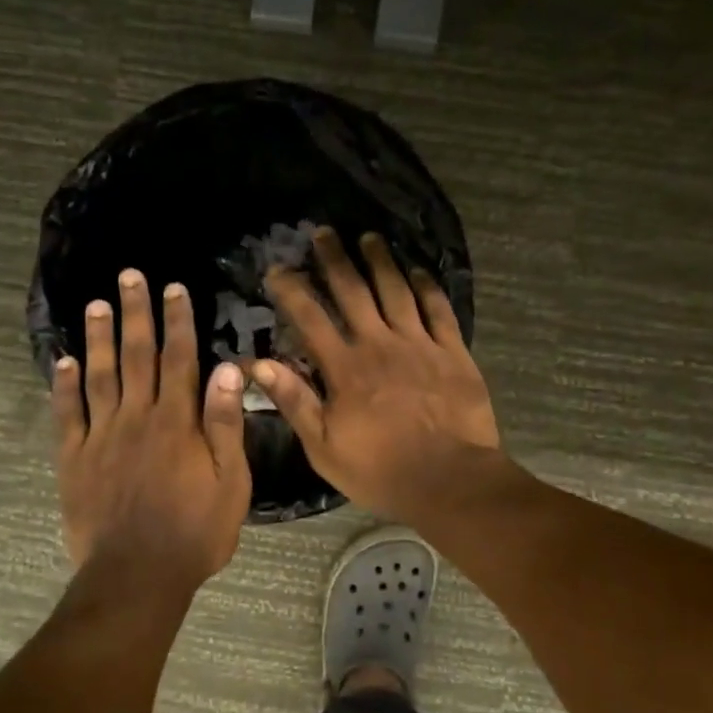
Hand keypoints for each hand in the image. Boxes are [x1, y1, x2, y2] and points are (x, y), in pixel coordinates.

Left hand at [52, 269, 252, 586]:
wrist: (137, 576)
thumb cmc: (195, 532)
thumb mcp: (229, 482)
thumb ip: (225, 425)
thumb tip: (227, 369)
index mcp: (177, 422)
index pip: (179, 359)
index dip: (177, 321)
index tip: (174, 287)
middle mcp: (136, 417)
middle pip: (136, 356)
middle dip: (135, 313)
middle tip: (129, 276)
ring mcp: (100, 436)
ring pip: (99, 376)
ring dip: (98, 338)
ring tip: (96, 304)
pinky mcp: (73, 459)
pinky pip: (66, 414)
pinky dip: (63, 386)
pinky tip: (63, 361)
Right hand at [250, 228, 500, 520]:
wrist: (450, 480)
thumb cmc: (381, 470)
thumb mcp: (324, 447)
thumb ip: (294, 402)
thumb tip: (259, 364)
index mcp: (345, 368)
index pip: (310, 318)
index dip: (292, 290)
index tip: (277, 268)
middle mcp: (380, 344)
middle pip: (354, 291)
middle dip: (335, 259)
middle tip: (324, 233)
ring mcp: (419, 344)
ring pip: (396, 290)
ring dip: (380, 261)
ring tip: (369, 238)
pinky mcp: (453, 352)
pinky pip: (438, 309)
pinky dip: (427, 286)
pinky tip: (418, 270)